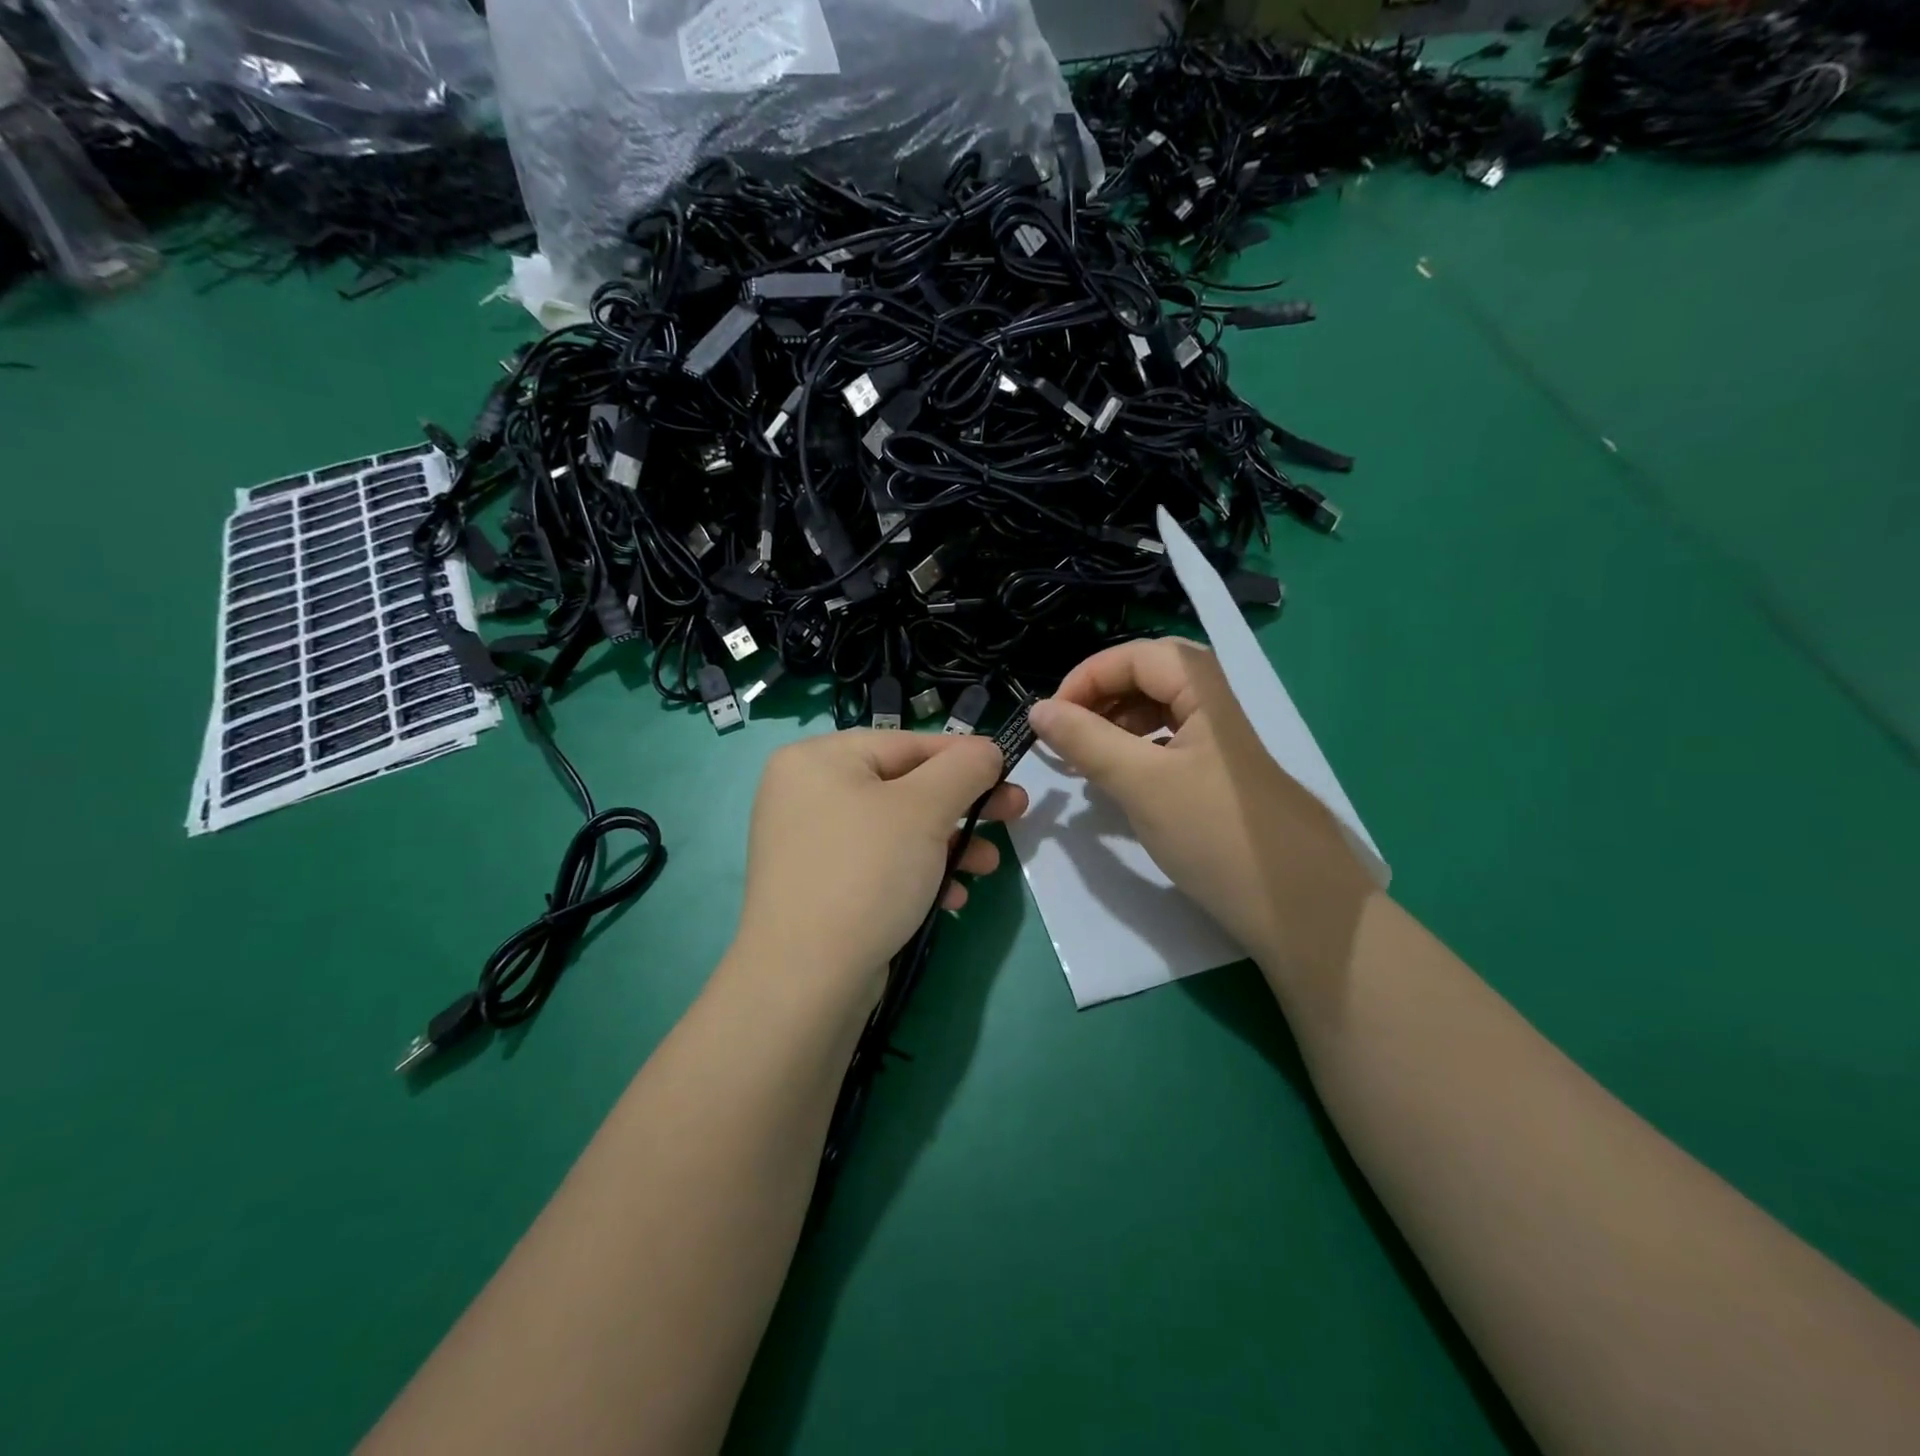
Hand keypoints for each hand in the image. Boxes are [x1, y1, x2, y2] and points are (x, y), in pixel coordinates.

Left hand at [730, 730, 1027, 1007]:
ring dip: (949, 844)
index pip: (907, 743)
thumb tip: (986, 751)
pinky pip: (879, 864)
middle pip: (904, 786)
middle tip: (1014, 815)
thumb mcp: (924, 809)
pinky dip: (918, 874)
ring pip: (897, 829)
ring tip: (988, 867)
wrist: (806, 981)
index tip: (1010, 772)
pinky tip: (952, 898)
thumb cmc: (866, 874)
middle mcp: (807, 793)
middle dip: (963, 806)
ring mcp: (811, 843)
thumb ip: (964, 768)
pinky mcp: (821, 886)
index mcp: (818, 759)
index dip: (965, 757)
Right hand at [1027, 638, 1374, 991]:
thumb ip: (1086, 740)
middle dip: (1103, 696)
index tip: (1052, 716)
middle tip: (1069, 731)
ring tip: (1086, 757)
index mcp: (1204, 692)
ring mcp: (1220, 745)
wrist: (1300, 908)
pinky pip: (1170, 746)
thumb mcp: (1141, 782)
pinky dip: (1137, 753)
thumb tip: (1038, 710)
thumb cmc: (1215, 834)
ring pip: (1160, 712)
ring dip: (1117, 724)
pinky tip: (1120, 782)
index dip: (1088, 676)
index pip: (1137, 656)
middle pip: (1151, 677)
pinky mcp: (1220, 779)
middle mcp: (1215, 708)